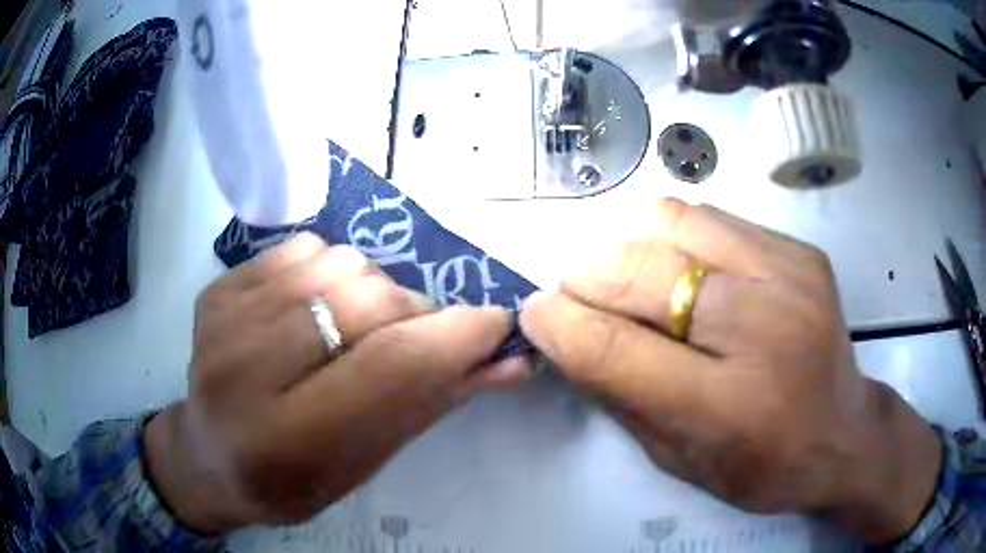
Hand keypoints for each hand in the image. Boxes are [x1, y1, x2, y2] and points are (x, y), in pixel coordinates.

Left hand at [145, 233, 532, 532]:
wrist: (208, 455)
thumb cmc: (291, 480)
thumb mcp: (365, 463)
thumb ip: (431, 404)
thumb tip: (507, 361)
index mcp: (284, 440)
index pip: (390, 368)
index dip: (457, 337)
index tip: (496, 324)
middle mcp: (242, 372)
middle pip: (367, 302)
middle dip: (417, 314)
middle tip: (418, 340)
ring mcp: (222, 320)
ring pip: (339, 264)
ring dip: (375, 291)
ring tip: (361, 328)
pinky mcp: (217, 289)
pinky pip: (304, 248)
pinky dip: (332, 271)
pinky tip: (319, 308)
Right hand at [520, 199, 941, 543]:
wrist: (844, 434)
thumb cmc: (763, 467)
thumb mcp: (681, 461)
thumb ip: (622, 397)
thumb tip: (565, 336)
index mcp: (730, 407)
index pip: (617, 350)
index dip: (560, 324)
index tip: (534, 312)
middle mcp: (765, 330)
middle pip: (641, 272)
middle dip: (585, 277)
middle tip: (576, 293)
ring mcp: (789, 278)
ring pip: (673, 222)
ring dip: (631, 248)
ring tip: (633, 280)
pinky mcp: (800, 252)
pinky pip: (712, 218)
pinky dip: (677, 238)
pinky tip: (684, 270)